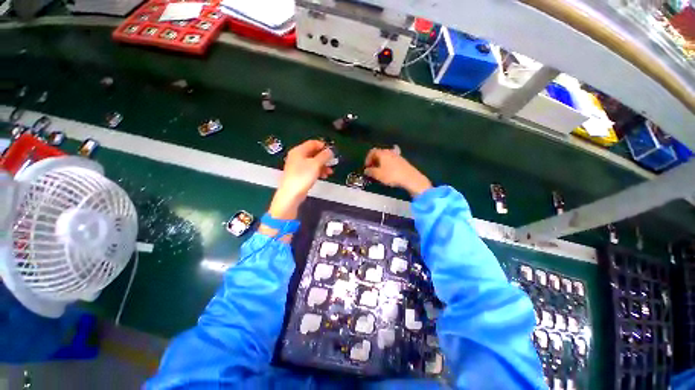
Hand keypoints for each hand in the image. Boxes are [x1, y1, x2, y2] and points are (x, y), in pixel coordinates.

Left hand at [268, 140, 333, 220]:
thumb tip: (330, 151)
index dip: (323, 146)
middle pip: (313, 153)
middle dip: (324, 157)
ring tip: (330, 172)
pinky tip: (324, 176)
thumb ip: (324, 156)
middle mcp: (297, 156)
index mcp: (299, 151)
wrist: (291, 194)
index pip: (313, 143)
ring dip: (322, 165)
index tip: (332, 151)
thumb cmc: (303, 176)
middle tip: (332, 162)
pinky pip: (310, 169)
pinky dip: (318, 171)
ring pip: (313, 162)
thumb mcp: (316, 164)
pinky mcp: (299, 174)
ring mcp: (297, 166)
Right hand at [364, 148, 431, 196]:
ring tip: (379, 171)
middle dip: (374, 161)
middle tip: (372, 169)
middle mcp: (389, 152)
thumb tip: (366, 170)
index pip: (372, 152)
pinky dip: (387, 164)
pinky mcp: (402, 161)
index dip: (367, 159)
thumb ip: (370, 172)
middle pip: (379, 153)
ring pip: (385, 157)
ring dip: (380, 163)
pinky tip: (388, 172)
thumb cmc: (391, 175)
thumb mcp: (378, 175)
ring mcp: (397, 155)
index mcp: (382, 153)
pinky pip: (391, 160)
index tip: (366, 167)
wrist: (410, 178)